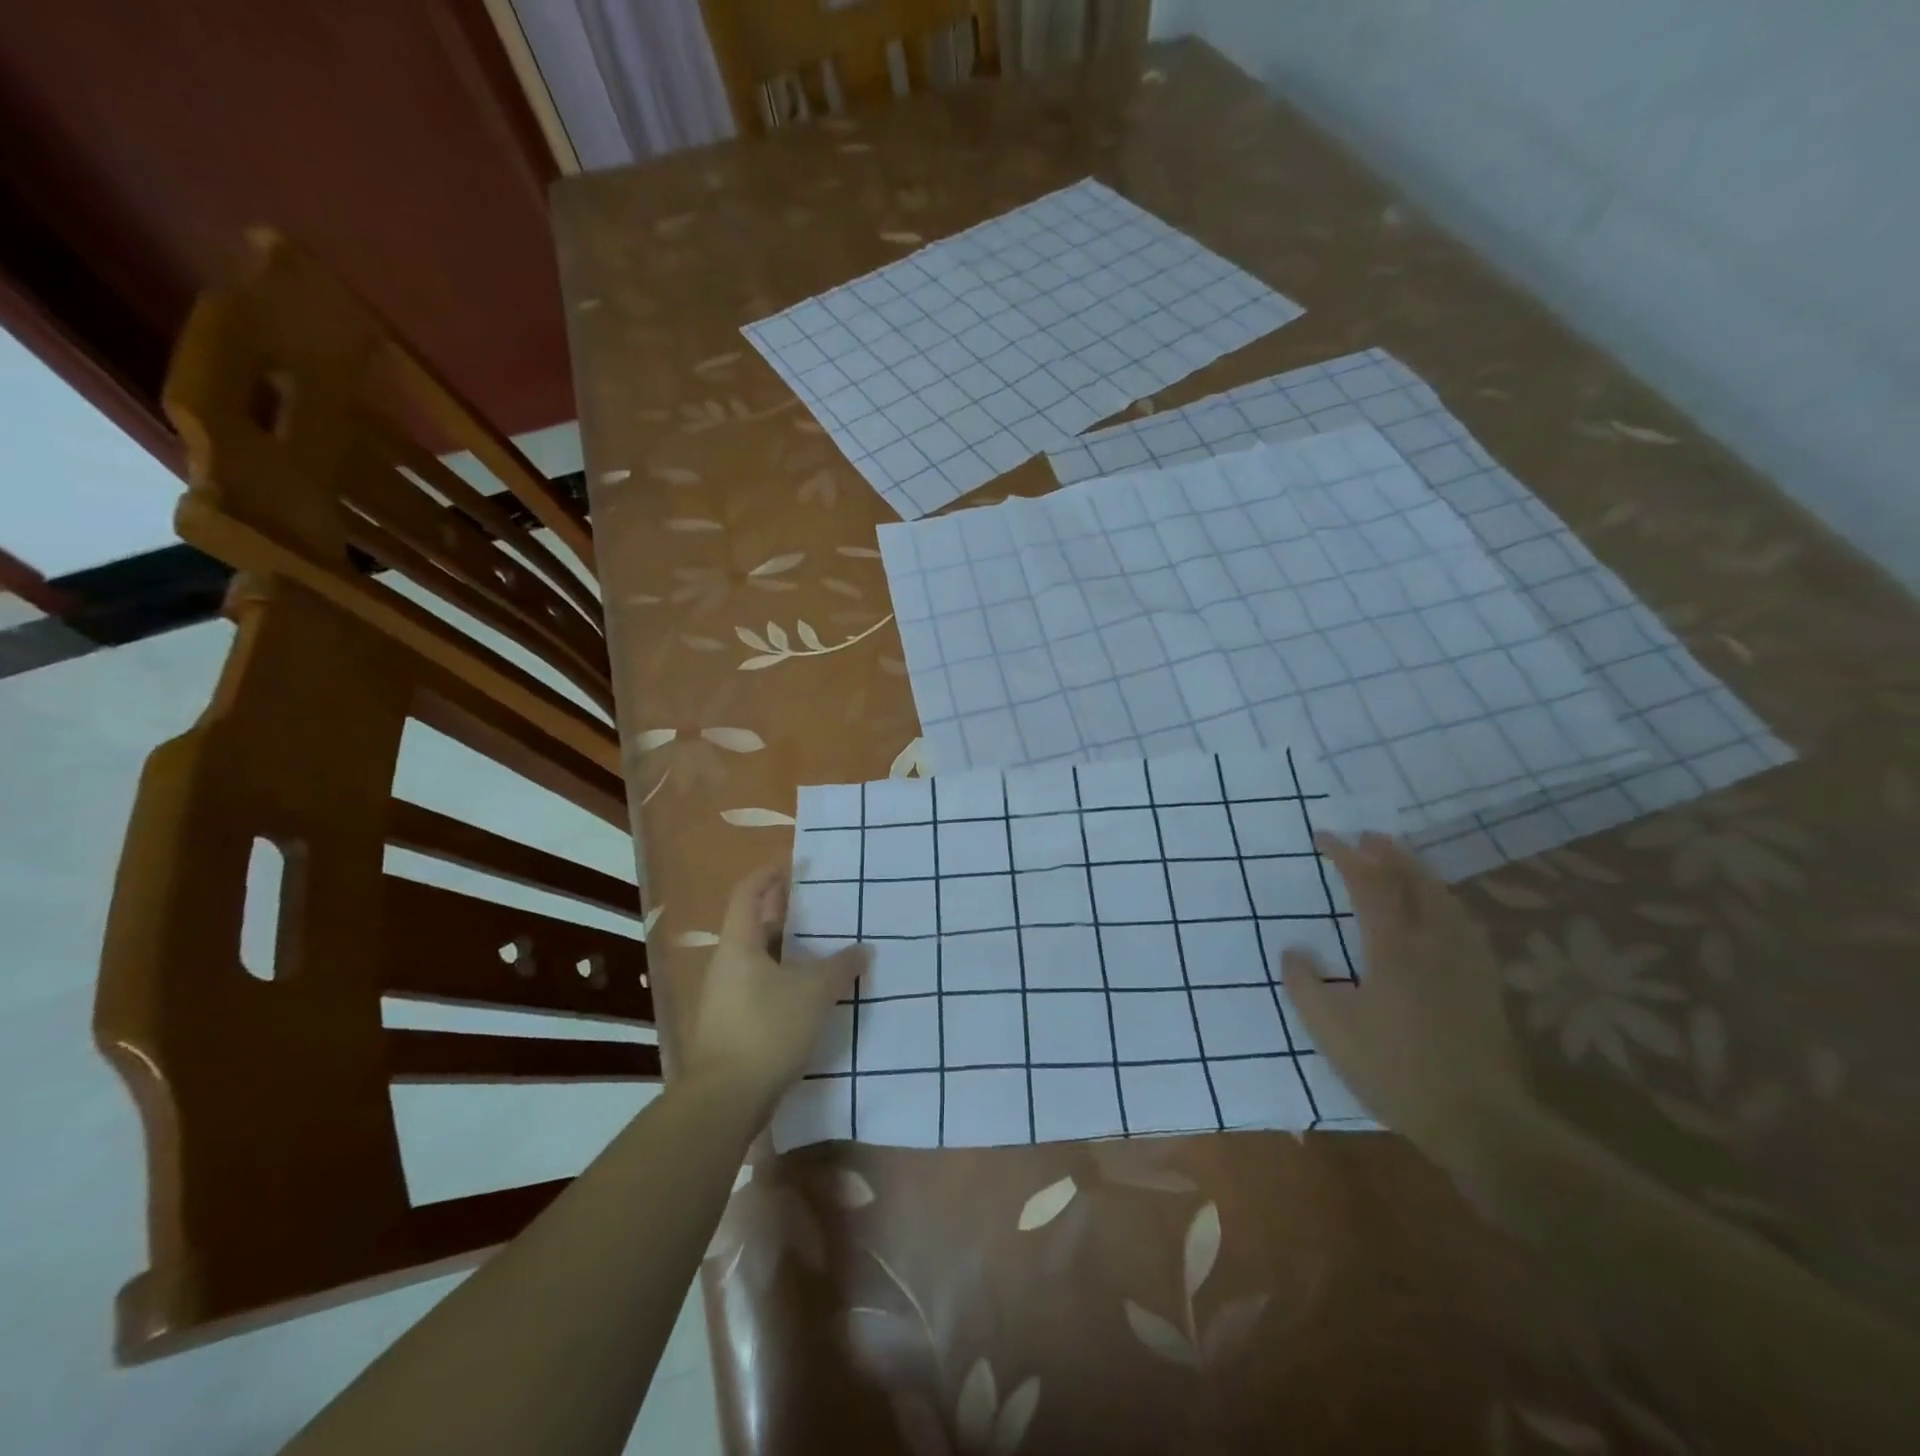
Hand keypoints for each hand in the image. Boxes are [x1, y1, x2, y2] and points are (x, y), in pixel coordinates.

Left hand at [678, 864, 869, 1116]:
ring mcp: (725, 998)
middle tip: (820, 908)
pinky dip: (784, 981)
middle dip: (785, 913)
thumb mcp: (815, 992)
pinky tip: (811, 994)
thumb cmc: (767, 1029)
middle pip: (754, 926)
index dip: (770, 875)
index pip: (749, 893)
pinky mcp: (732, 1027)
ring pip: (759, 960)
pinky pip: (761, 989)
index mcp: (739, 945)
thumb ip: (841, 966)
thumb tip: (863, 949)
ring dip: (787, 951)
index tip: (796, 865)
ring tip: (823, 950)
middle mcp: (727, 965)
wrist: (724, 1100)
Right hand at [1281, 832, 1524, 1156]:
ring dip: (1420, 872)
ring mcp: (1465, 962)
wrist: (1477, 1120)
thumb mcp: (1330, 1030)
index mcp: (1393, 948)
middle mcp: (1433, 943)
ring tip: (1402, 861)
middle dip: (1389, 853)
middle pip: (1414, 881)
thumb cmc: (1394, 1071)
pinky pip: (1464, 924)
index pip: (1368, 884)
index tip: (1323, 837)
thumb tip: (1293, 950)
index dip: (1345, 856)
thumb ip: (1304, 984)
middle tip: (1368, 836)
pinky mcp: (1485, 984)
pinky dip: (1446, 902)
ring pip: (1444, 899)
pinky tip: (1444, 912)